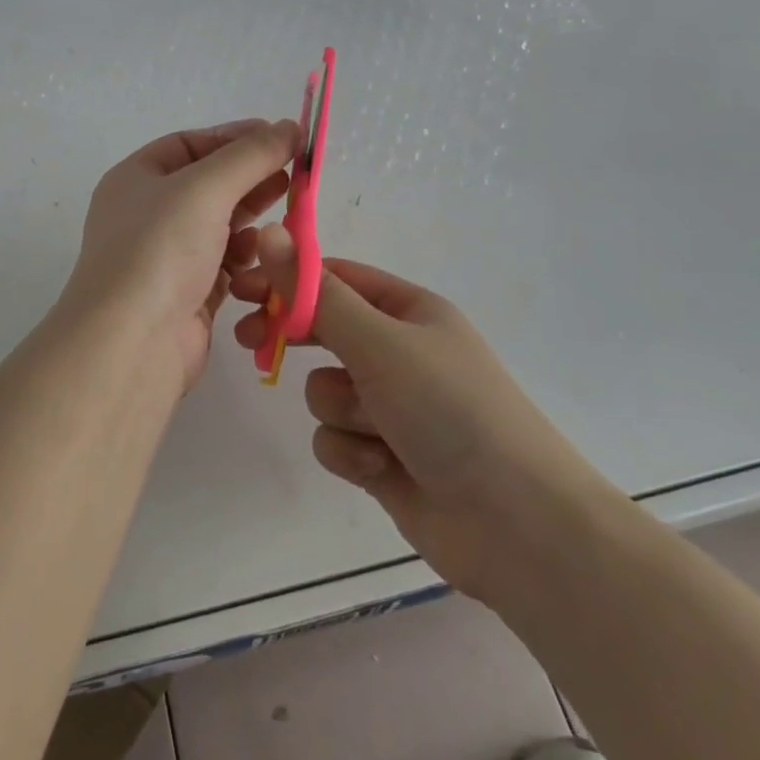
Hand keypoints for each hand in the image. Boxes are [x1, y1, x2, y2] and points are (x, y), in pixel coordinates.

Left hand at [58, 120, 301, 394]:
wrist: (131, 343)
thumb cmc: (160, 249)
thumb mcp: (205, 188)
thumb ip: (251, 155)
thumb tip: (290, 126)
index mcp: (136, 179)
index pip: (190, 144)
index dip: (235, 138)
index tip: (281, 138)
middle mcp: (148, 214)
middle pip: (209, 185)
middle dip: (251, 178)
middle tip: (296, 175)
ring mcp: (167, 256)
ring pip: (220, 226)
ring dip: (252, 219)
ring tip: (287, 214)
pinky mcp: (188, 294)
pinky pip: (225, 265)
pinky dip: (246, 258)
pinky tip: (265, 255)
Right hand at [232, 228, 616, 604]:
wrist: (517, 526)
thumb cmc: (450, 410)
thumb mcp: (379, 342)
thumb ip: (316, 294)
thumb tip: (269, 233)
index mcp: (408, 311)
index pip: (334, 279)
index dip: (287, 279)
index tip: (242, 288)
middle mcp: (399, 353)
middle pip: (324, 332)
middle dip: (293, 340)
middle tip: (249, 340)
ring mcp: (391, 408)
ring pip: (326, 392)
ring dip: (341, 410)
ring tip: (377, 430)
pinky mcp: (382, 457)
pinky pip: (336, 440)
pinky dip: (352, 453)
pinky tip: (382, 469)